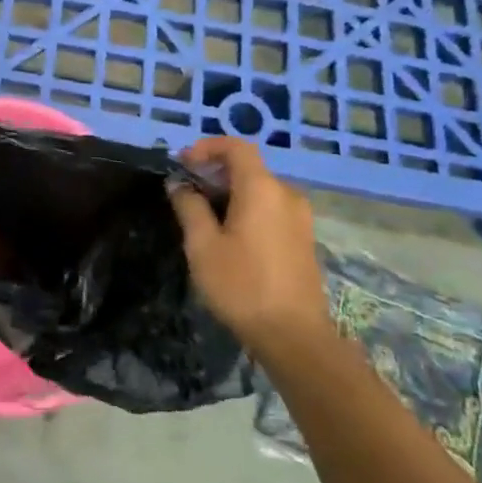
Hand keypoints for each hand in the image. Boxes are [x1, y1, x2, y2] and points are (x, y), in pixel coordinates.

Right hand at [168, 136, 328, 345]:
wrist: (294, 336)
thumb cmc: (242, 286)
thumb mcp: (203, 246)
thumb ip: (189, 207)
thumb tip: (178, 184)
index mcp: (262, 188)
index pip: (236, 147)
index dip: (207, 147)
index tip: (182, 164)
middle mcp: (286, 194)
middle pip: (248, 167)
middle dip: (214, 172)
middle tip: (186, 191)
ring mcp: (299, 217)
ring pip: (260, 189)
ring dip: (230, 192)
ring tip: (203, 215)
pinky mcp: (303, 238)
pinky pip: (271, 207)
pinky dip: (247, 207)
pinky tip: (229, 234)